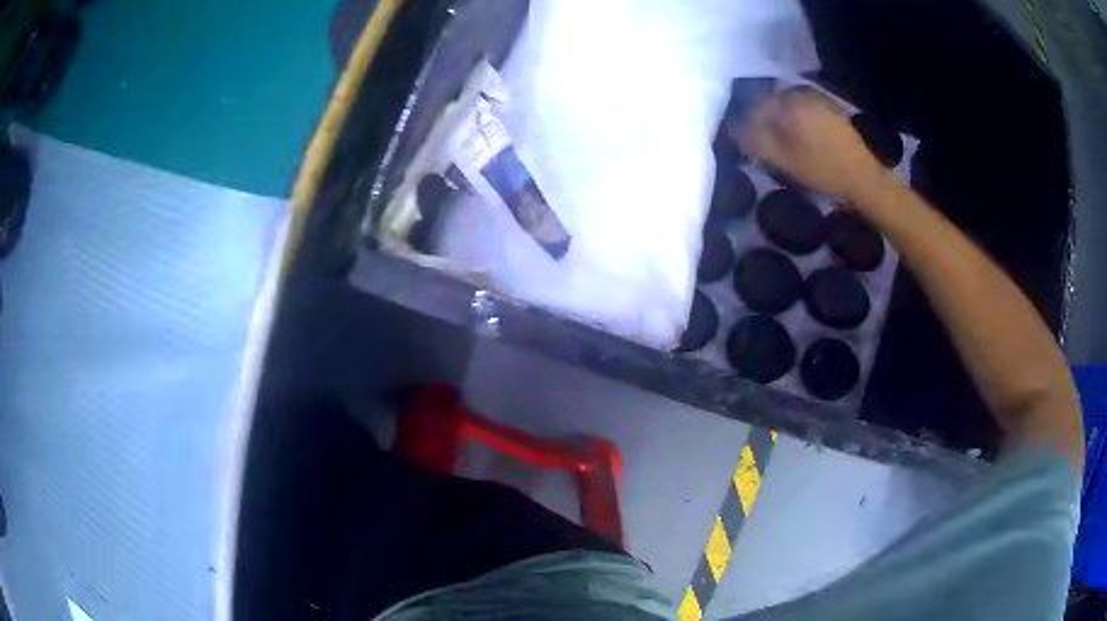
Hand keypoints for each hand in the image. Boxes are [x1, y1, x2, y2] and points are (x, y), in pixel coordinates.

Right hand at [731, 87, 886, 201]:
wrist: (864, 178)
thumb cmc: (823, 171)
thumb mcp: (785, 161)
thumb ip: (757, 143)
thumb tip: (736, 132)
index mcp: (789, 104)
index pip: (756, 107)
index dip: (747, 124)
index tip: (745, 142)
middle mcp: (803, 95)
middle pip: (773, 104)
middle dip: (765, 121)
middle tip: (763, 144)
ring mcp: (820, 101)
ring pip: (790, 107)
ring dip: (782, 121)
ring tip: (782, 143)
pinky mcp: (832, 111)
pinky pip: (806, 111)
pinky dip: (798, 121)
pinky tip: (801, 140)